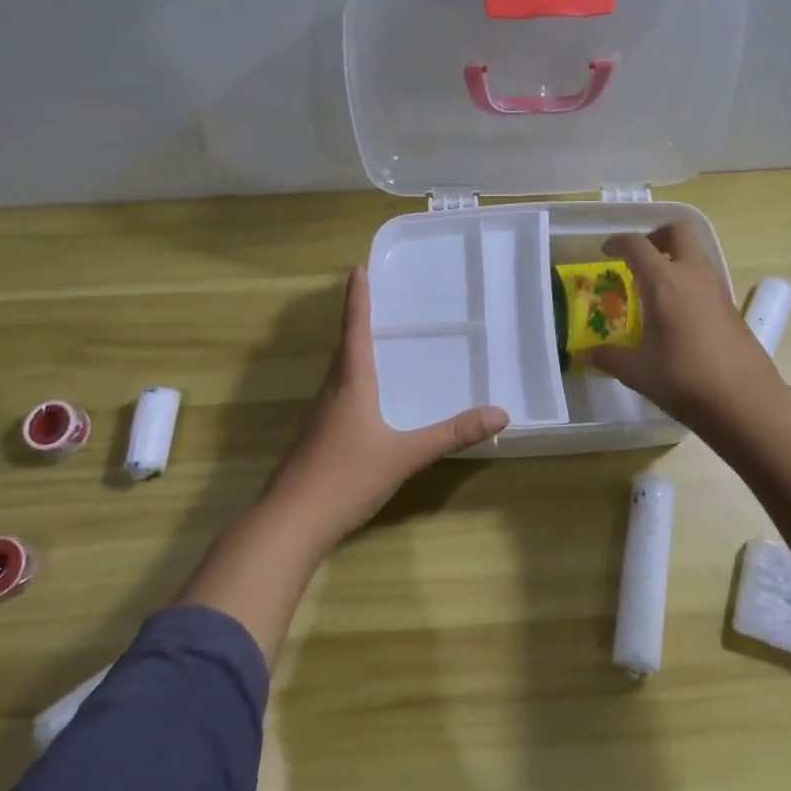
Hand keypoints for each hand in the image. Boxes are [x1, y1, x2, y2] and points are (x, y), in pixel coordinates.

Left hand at [264, 266, 508, 545]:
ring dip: (353, 351)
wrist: (291, 521)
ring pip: (338, 372)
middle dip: (357, 321)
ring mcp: (319, 416)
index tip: (357, 269)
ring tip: (376, 343)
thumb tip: (500, 413)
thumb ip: (451, 434)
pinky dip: (352, 381)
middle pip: (344, 347)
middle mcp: (331, 391)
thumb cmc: (347, 476)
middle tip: (376, 300)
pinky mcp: (316, 438)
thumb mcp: (405, 455)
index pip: (354, 330)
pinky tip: (367, 400)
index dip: (357, 299)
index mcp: (350, 383)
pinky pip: (337, 395)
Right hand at [589, 223, 782, 428]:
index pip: (637, 245)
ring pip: (696, 252)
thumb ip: (609, 357)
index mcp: (664, 282)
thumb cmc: (683, 379)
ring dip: (674, 257)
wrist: (744, 400)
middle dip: (656, 236)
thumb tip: (586, 354)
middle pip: (678, 231)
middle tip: (639, 258)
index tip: (606, 252)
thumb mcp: (637, 371)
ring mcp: (716, 287)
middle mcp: (692, 274)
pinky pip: (705, 276)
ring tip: (655, 286)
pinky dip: (688, 279)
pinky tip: (677, 311)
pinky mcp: (731, 305)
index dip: (617, 242)